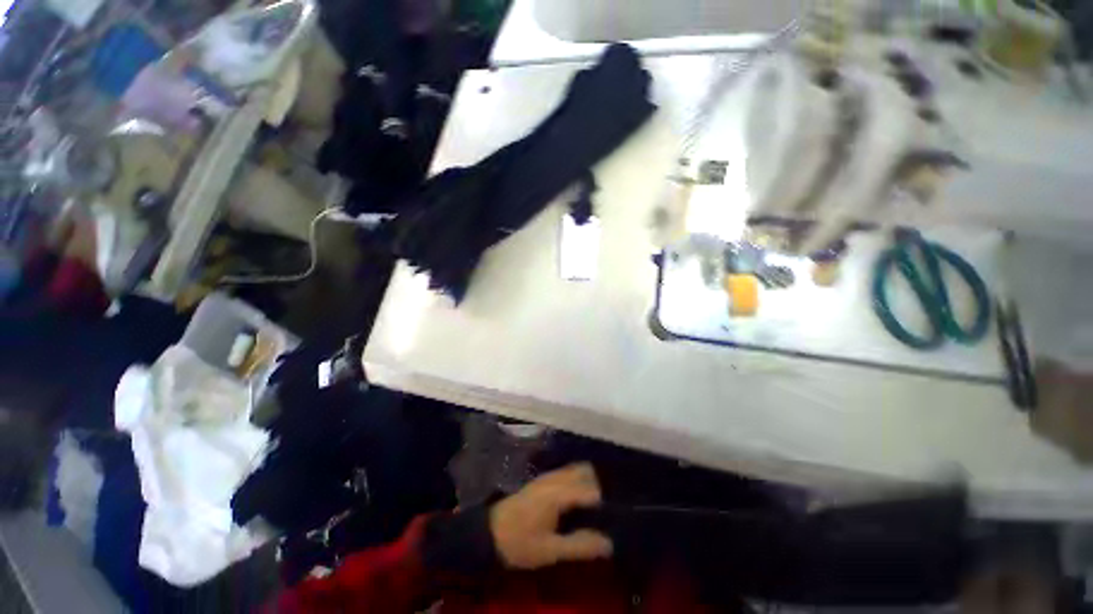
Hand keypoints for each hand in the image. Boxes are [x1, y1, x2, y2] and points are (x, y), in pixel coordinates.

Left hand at [490, 463, 612, 569]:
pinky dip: (578, 481)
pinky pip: (568, 472)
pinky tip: (578, 502)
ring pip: (576, 469)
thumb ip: (579, 545)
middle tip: (604, 512)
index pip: (590, 489)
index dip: (604, 502)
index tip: (612, 517)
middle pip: (585, 471)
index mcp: (558, 493)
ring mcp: (548, 476)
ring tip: (594, 508)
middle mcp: (555, 478)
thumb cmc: (520, 542)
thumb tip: (609, 543)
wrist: (491, 532)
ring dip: (588, 482)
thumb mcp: (550, 550)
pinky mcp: (544, 479)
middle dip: (598, 486)